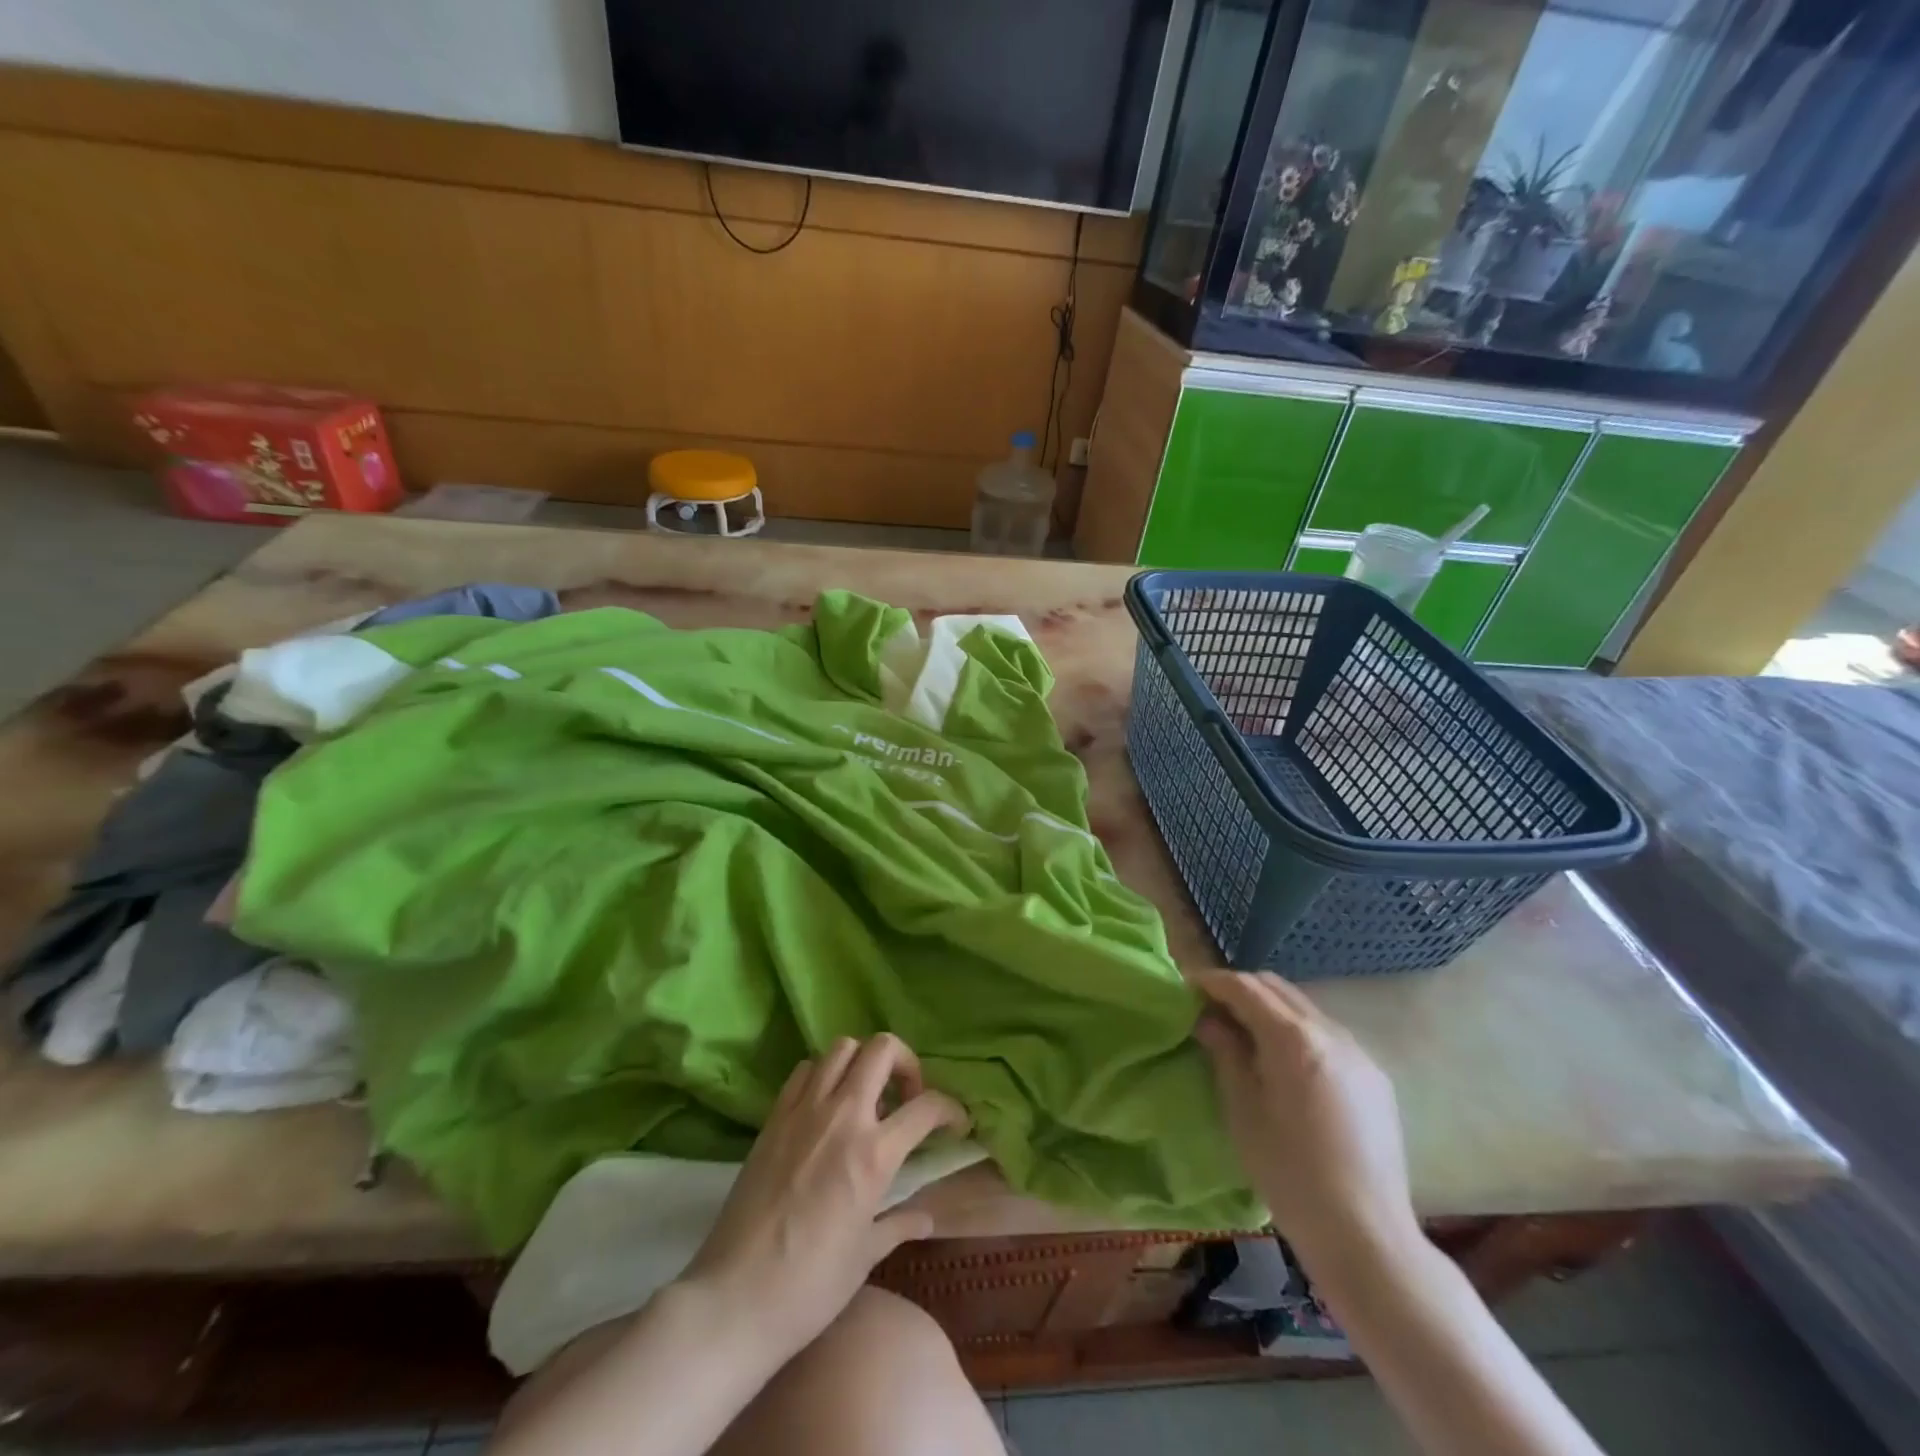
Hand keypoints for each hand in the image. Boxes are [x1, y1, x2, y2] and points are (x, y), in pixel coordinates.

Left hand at [681, 1033, 968, 1356]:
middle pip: (883, 1049)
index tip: (955, 1123)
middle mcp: (842, 1116)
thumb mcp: (865, 1256)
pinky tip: (825, 1107)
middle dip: (906, 1063)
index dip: (951, 1109)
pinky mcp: (774, 1116)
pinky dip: (823, 1075)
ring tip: (866, 1097)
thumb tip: (927, 1218)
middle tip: (907, 1097)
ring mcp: (804, 1109)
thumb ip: (899, 1224)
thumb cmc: (809, 1286)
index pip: (927, 1107)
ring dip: (863, 1063)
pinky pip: (805, 1070)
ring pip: (842, 1047)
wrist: (734, 1298)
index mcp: (874, 1153)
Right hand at [1194, 971, 1419, 1269]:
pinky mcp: (1374, 1077)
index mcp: (1292, 1038)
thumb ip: (1225, 1053)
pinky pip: (1326, 1034)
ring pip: (1303, 1008)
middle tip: (1210, 1011)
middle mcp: (1329, 1032)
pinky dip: (1297, 1031)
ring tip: (1244, 1035)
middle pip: (1276, 988)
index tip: (1186, 990)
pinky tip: (1284, 1063)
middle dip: (1240, 990)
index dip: (1211, 982)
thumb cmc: (1290, 1174)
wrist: (1367, 1235)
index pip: (1245, 987)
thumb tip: (1208, 1019)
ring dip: (1270, 1008)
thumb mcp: (1242, 1110)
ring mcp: (1358, 1052)